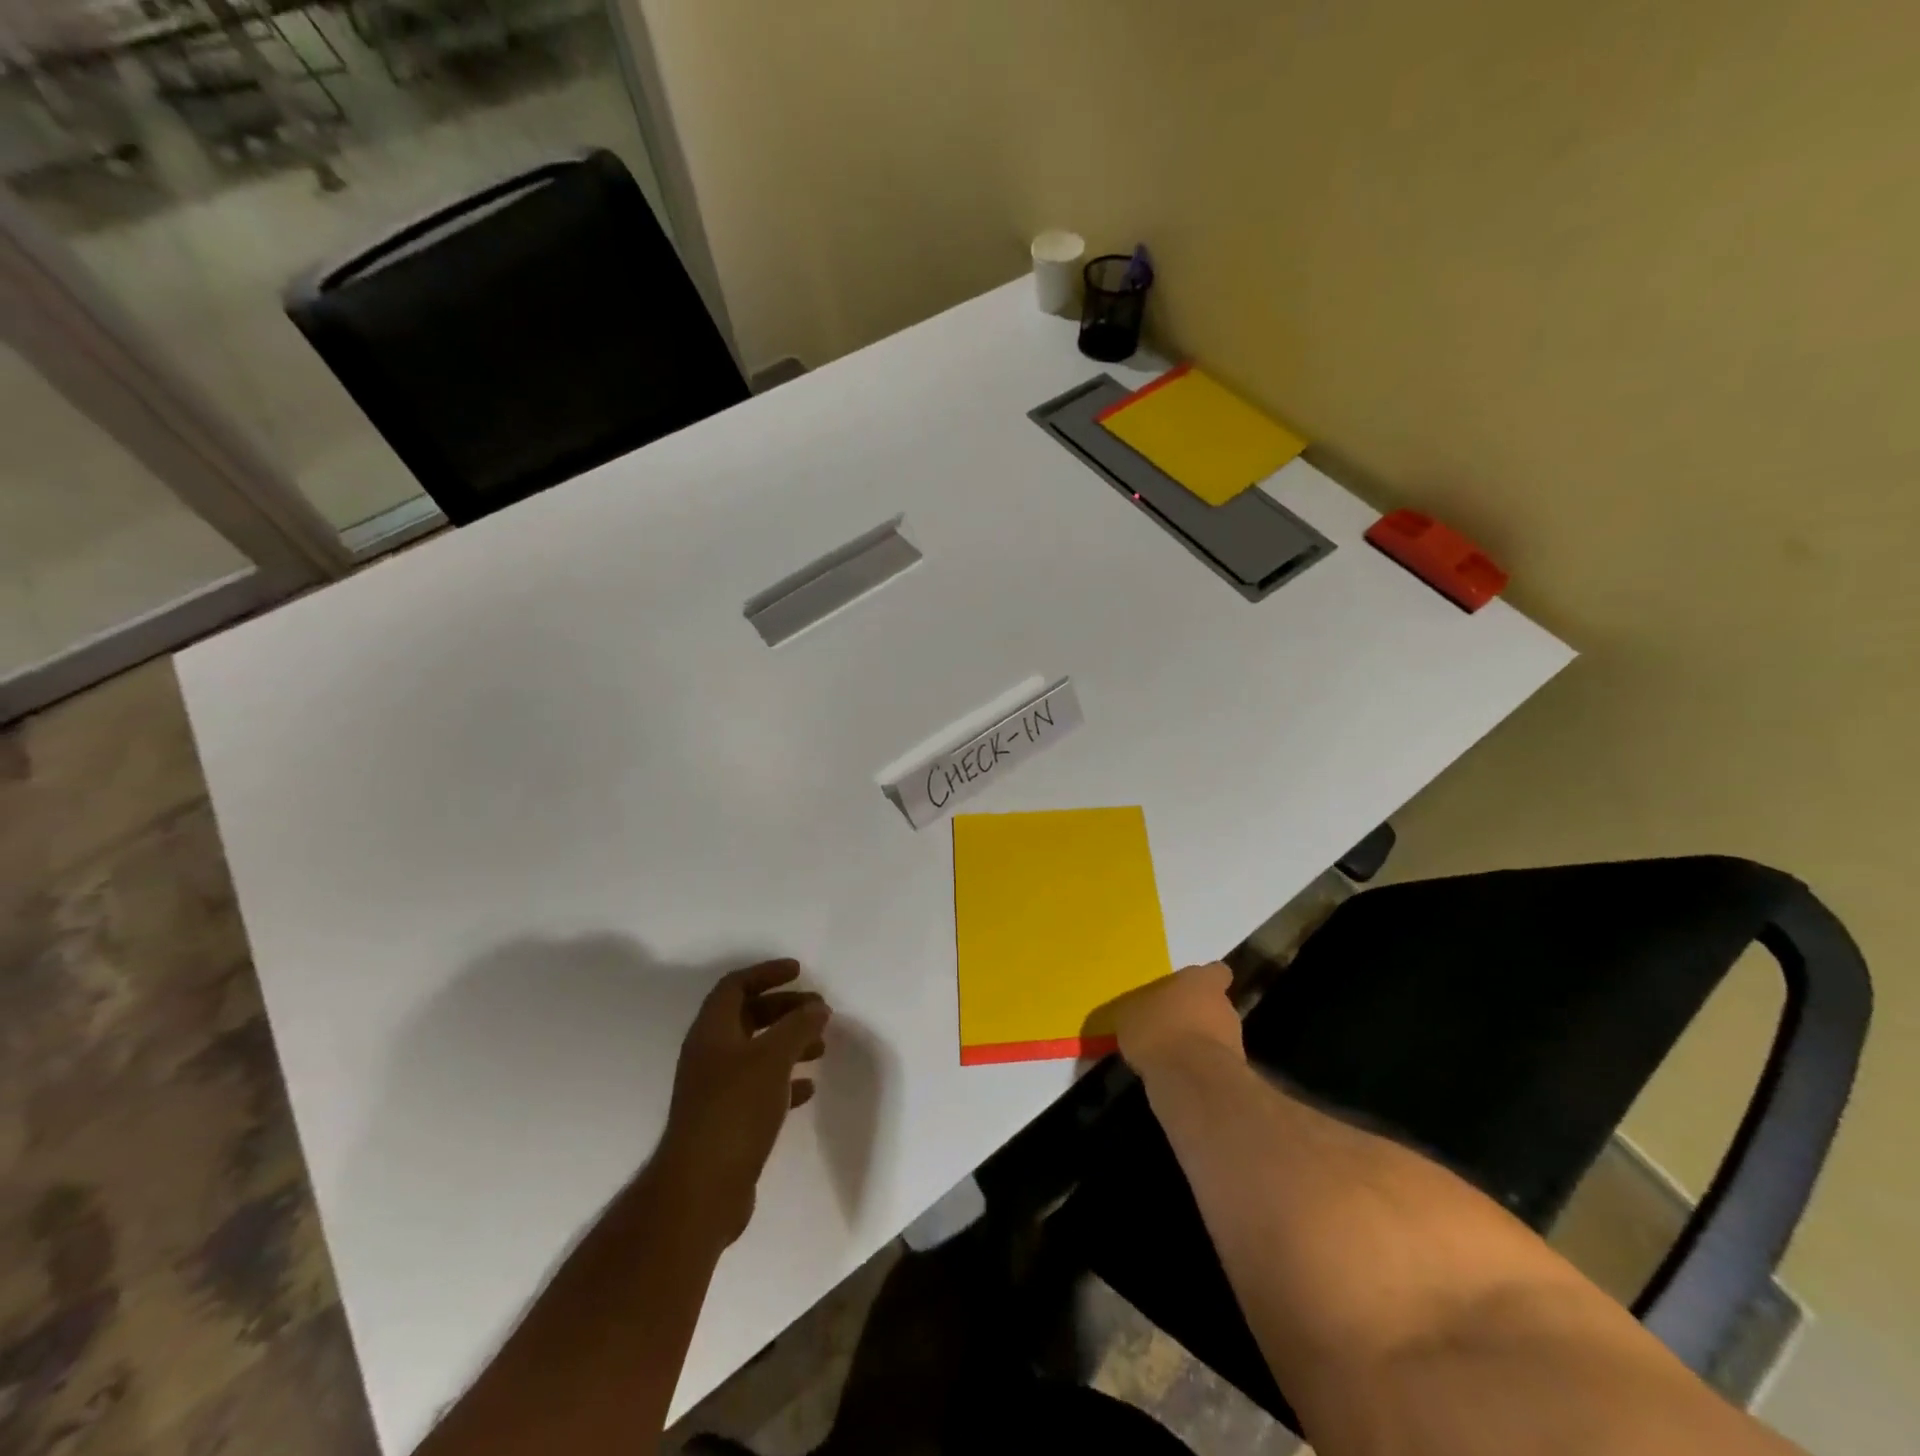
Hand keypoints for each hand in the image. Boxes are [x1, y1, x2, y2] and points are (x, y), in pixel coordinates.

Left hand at [658, 960, 829, 1244]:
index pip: (735, 986)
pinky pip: (759, 1087)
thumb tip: (818, 1007)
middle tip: (818, 1010)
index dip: (766, 973)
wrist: (701, 1190)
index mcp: (712, 1032)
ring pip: (756, 1052)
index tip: (799, 971)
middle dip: (784, 1009)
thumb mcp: (772, 1059)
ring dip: (788, 1043)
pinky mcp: (726, 1121)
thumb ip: (798, 1027)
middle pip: (747, 1016)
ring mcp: (715, 1090)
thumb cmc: (735, 1110)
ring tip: (821, 1047)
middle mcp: (709, 1055)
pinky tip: (808, 1087)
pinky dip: (784, 1080)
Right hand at [1109, 961, 1243, 1077]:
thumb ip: (1140, 1008)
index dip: (1205, 980)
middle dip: (1196, 1016)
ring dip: (1196, 1044)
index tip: (1188, 989)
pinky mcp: (1233, 1075)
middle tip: (1169, 1025)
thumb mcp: (1130, 1013)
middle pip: (1215, 1006)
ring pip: (1214, 1037)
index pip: (1216, 972)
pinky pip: (1211, 1065)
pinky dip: (1197, 1070)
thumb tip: (1138, 1011)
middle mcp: (1224, 1007)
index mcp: (1201, 982)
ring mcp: (1234, 1043)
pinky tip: (1174, 1078)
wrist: (1191, 1081)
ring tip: (1168, 1056)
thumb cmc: (1158, 1030)